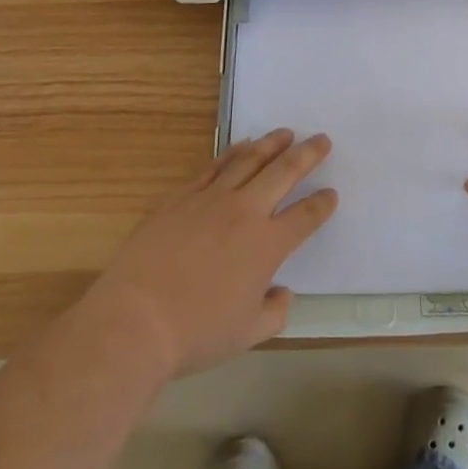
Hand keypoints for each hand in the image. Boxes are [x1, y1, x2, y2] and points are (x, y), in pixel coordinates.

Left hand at [85, 130, 336, 376]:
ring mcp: (211, 199)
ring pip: (249, 160)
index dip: (322, 204)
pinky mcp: (182, 196)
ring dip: (272, 144)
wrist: (136, 319)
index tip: (331, 194)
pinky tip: (241, 146)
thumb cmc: (196, 333)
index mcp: (267, 245)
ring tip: (285, 133)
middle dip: (307, 154)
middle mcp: (245, 212)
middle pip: (284, 172)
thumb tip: (282, 292)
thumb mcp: (247, 335)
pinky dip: (232, 152)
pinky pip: (214, 166)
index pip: (305, 217)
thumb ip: (274, 312)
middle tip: (322, 140)